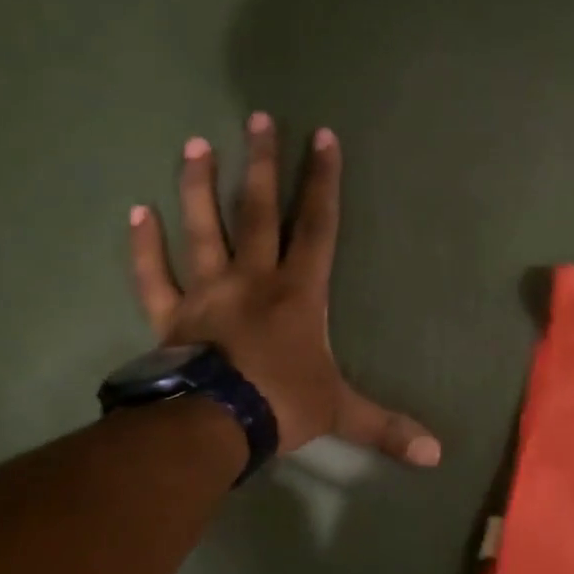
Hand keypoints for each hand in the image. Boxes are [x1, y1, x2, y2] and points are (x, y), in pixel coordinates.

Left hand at [127, 115, 440, 465]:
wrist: (209, 426)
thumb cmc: (281, 405)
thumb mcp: (342, 413)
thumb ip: (388, 427)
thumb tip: (437, 456)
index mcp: (298, 292)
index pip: (317, 226)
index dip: (323, 181)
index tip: (322, 136)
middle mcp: (252, 278)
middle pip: (259, 211)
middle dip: (263, 164)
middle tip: (258, 117)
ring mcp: (206, 292)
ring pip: (202, 229)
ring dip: (199, 186)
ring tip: (197, 143)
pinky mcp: (169, 314)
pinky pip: (151, 274)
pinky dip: (142, 245)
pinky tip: (136, 211)